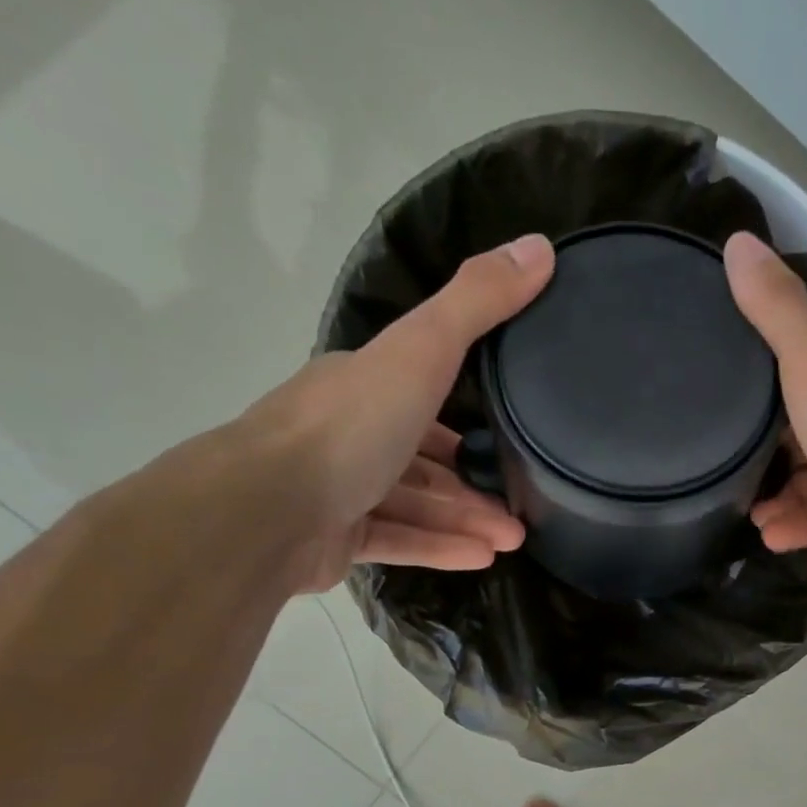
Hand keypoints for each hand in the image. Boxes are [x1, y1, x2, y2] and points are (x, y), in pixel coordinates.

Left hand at [235, 235, 554, 593]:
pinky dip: (439, 548)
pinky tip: (482, 560)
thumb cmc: (350, 427)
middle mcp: (349, 435)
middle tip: (521, 510)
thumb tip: (539, 247)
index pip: (420, 396)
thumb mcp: (422, 351)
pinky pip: (398, 540)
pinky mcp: (335, 539)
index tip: (508, 442)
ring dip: (466, 520)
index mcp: (363, 385)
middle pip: (423, 460)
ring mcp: (340, 490)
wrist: (267, 509)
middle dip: (475, 485)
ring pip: (415, 505)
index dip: (466, 419)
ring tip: (513, 541)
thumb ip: (477, 304)